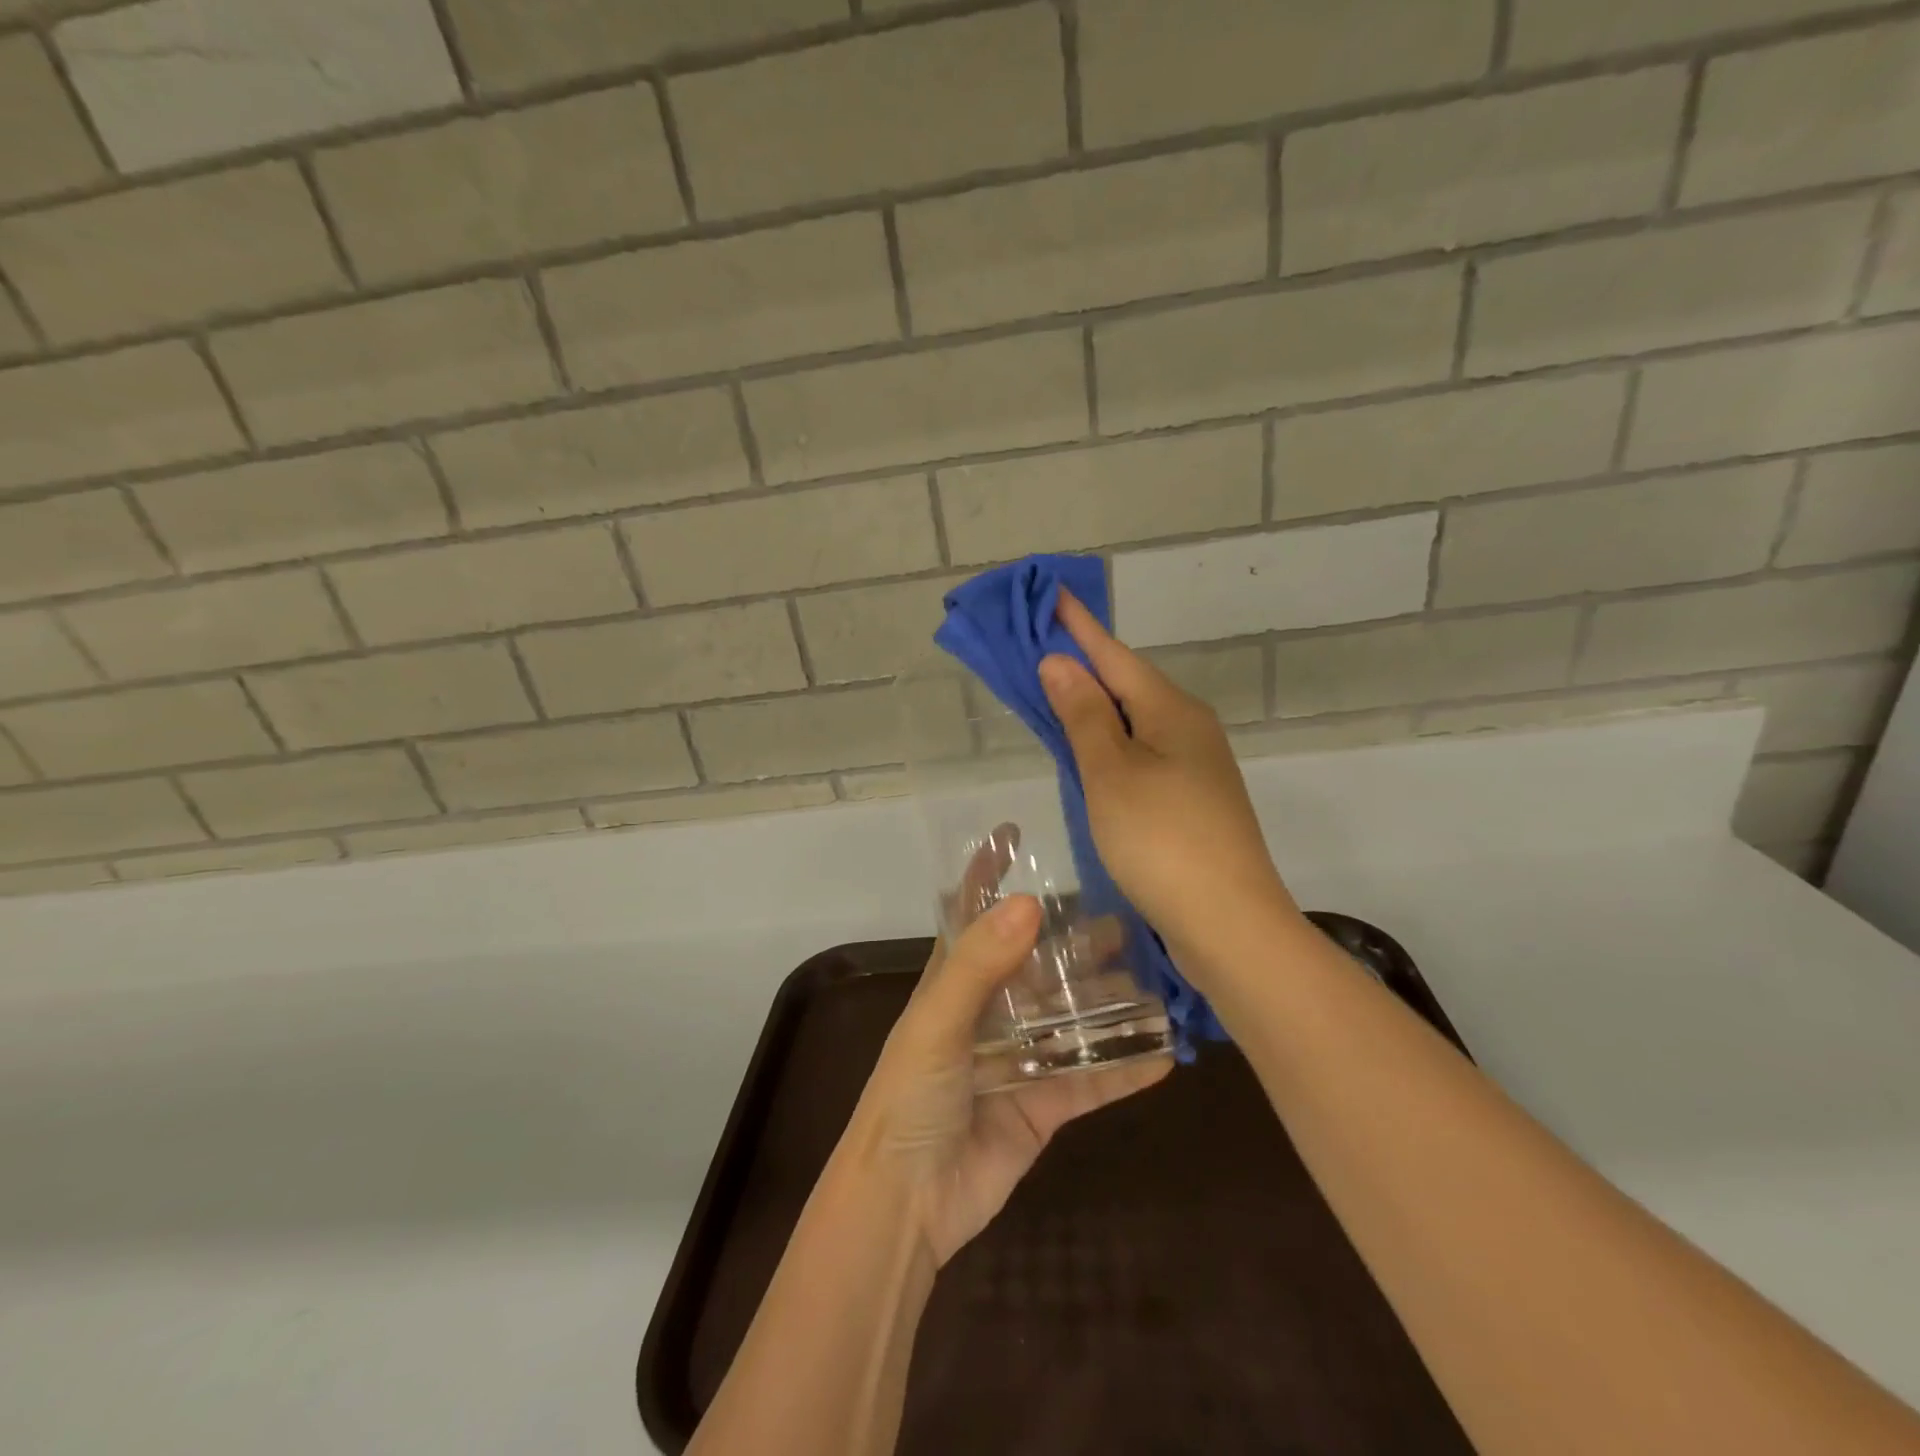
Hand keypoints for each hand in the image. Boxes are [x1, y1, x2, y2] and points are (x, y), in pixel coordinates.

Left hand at [838, 877, 1169, 1268]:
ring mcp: (1020, 1058)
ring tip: (1160, 979)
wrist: (907, 1204)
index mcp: (955, 982)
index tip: (1014, 831)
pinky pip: (1091, 1080)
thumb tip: (1029, 903)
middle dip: (1077, 942)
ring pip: (1074, 1019)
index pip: (972, 913)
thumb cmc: (910, 1097)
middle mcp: (990, 1011)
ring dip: (1111, 1003)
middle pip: (1041, 964)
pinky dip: (1125, 1068)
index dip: (987, 871)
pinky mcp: (1044, 1105)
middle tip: (1129, 921)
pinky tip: (1166, 1053)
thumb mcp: (938, 1022)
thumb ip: (980, 965)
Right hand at [1038, 591, 1298, 966]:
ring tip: (1054, 695)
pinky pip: (1141, 756)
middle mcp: (1190, 729)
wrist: (1230, 925)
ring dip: (1095, 707)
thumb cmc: (1163, 841)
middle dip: (1083, 665)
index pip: (1114, 655)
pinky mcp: (1192, 803)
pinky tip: (1090, 756)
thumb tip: (1060, 662)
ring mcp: (1196, 768)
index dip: (1079, 627)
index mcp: (1172, 712)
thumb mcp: (1112, 773)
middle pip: (1127, 685)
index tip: (1051, 595)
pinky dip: (1110, 745)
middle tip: (1038, 648)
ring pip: (1135, 723)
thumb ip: (1083, 716)